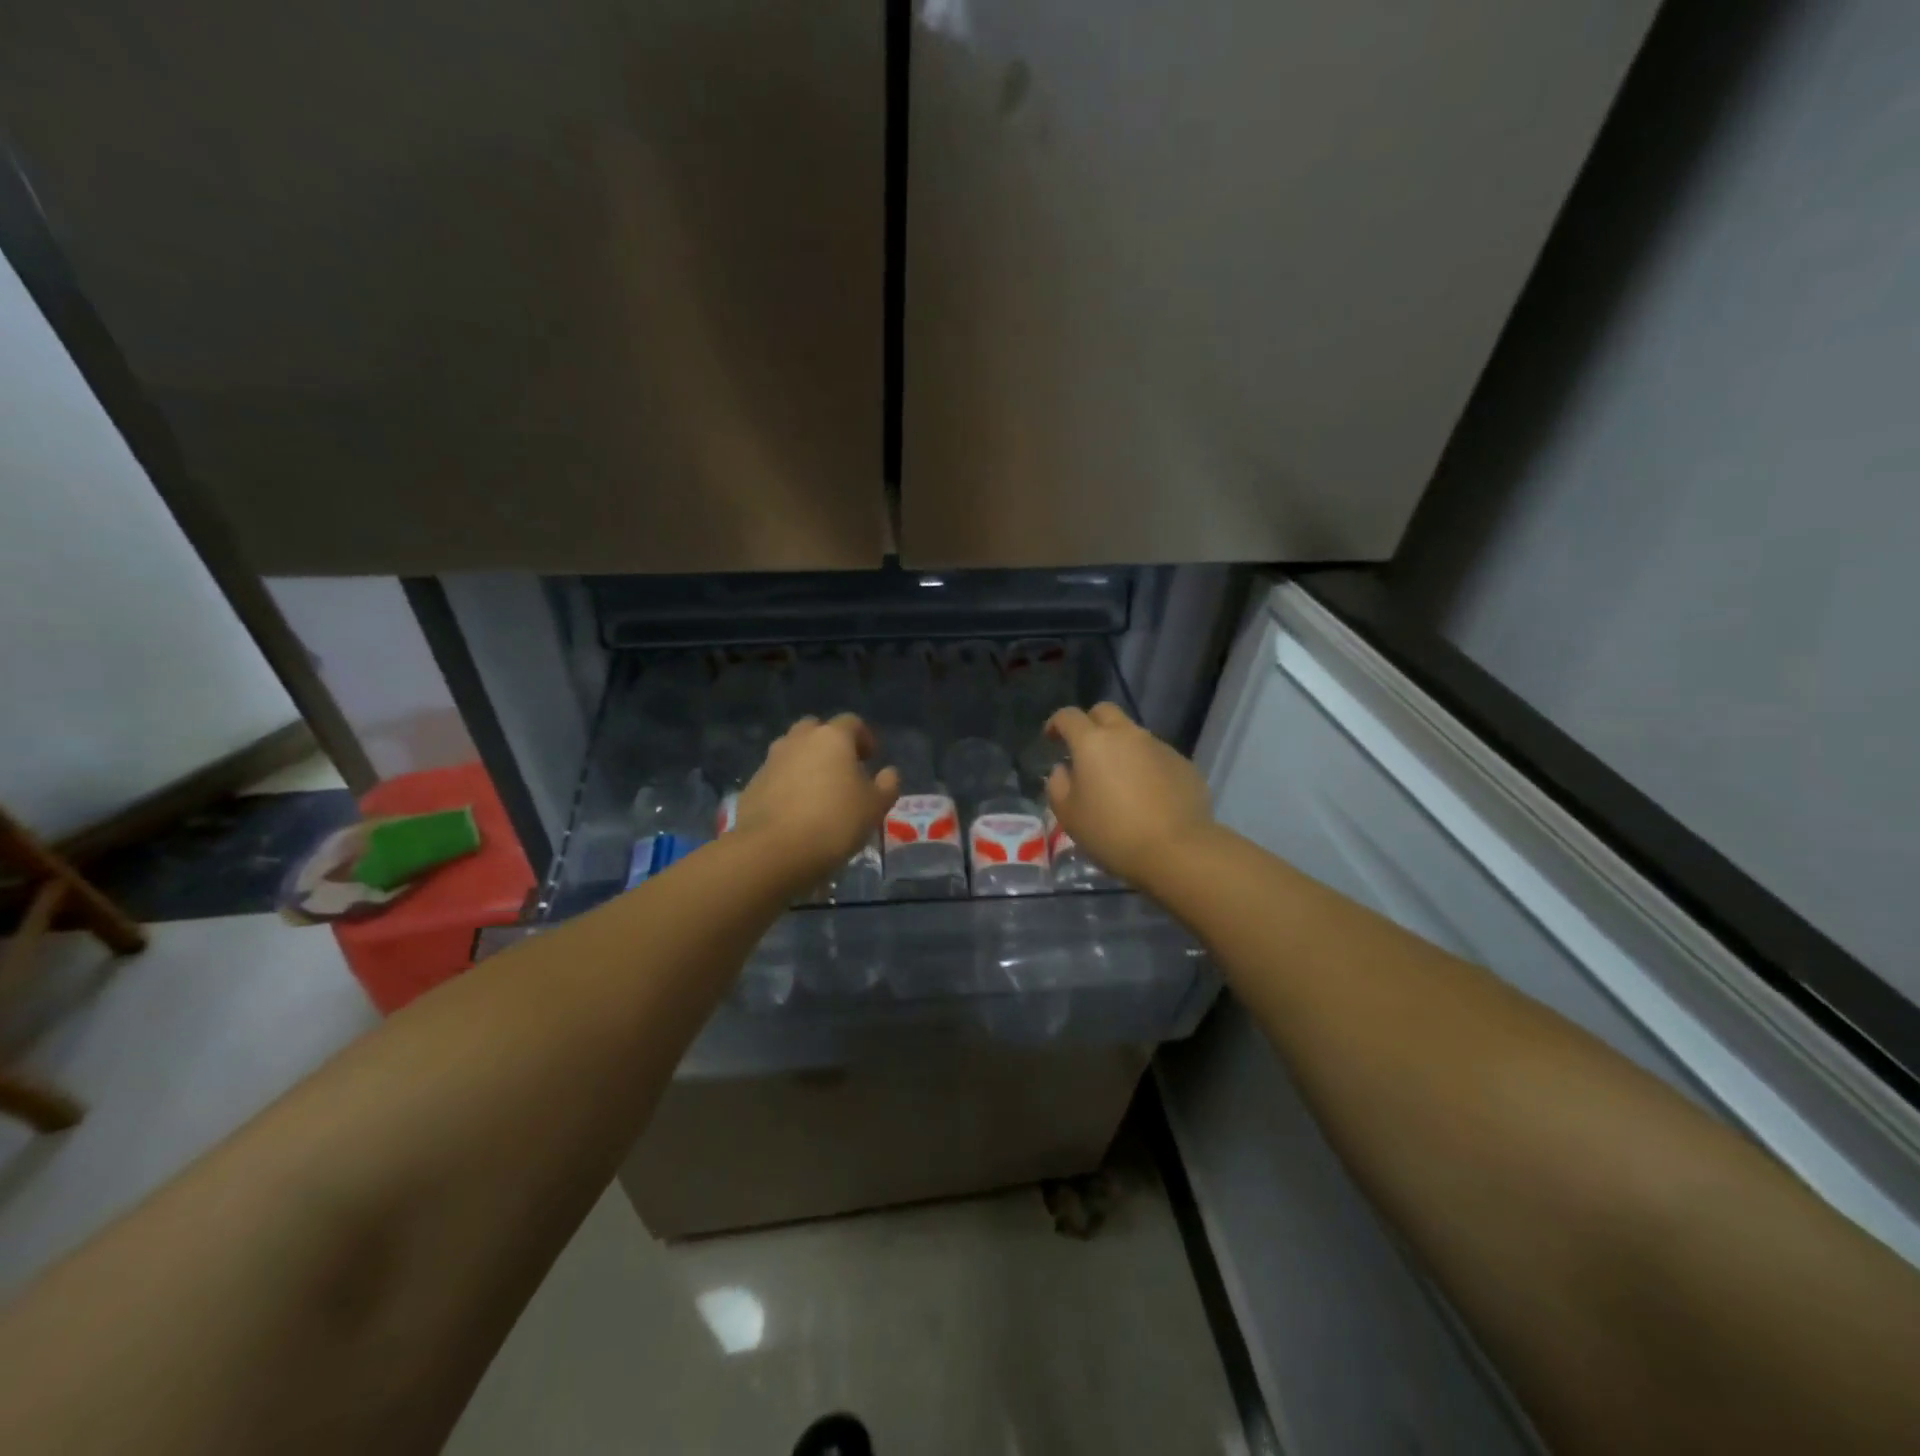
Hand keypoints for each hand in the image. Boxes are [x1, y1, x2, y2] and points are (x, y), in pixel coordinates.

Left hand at [734, 714, 899, 885]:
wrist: (772, 851)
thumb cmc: (834, 822)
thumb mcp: (875, 807)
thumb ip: (887, 785)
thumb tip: (888, 773)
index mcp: (832, 738)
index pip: (852, 723)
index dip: (864, 738)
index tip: (871, 759)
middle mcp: (798, 740)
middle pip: (816, 730)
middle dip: (830, 744)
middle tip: (842, 770)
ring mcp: (771, 761)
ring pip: (793, 751)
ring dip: (806, 763)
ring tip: (818, 792)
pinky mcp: (752, 784)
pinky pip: (776, 776)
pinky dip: (787, 785)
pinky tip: (795, 811)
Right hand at [1044, 703, 1214, 887]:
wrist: (1176, 850)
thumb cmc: (1112, 833)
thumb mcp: (1069, 816)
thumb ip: (1058, 785)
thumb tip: (1064, 769)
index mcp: (1092, 743)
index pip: (1068, 716)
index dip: (1056, 723)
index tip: (1051, 739)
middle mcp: (1127, 735)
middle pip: (1105, 712)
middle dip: (1091, 724)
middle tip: (1085, 750)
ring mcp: (1159, 746)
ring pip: (1134, 734)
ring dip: (1121, 747)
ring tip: (1119, 779)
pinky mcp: (1183, 763)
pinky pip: (1157, 756)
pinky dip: (1146, 766)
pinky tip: (1147, 795)